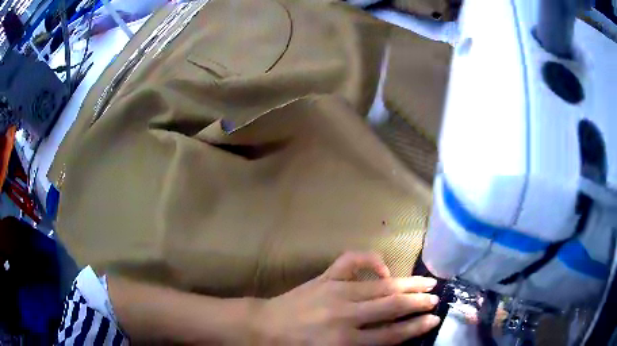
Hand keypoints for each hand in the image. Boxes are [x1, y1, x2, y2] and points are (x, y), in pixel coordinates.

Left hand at [251, 252, 440, 344]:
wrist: (264, 328)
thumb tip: (391, 337)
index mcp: (345, 341)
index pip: (391, 334)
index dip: (416, 327)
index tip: (434, 319)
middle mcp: (346, 316)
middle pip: (392, 307)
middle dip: (418, 302)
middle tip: (436, 298)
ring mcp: (336, 292)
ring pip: (380, 286)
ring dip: (407, 283)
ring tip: (427, 282)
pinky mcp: (325, 278)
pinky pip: (351, 261)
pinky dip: (371, 260)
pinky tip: (384, 267)